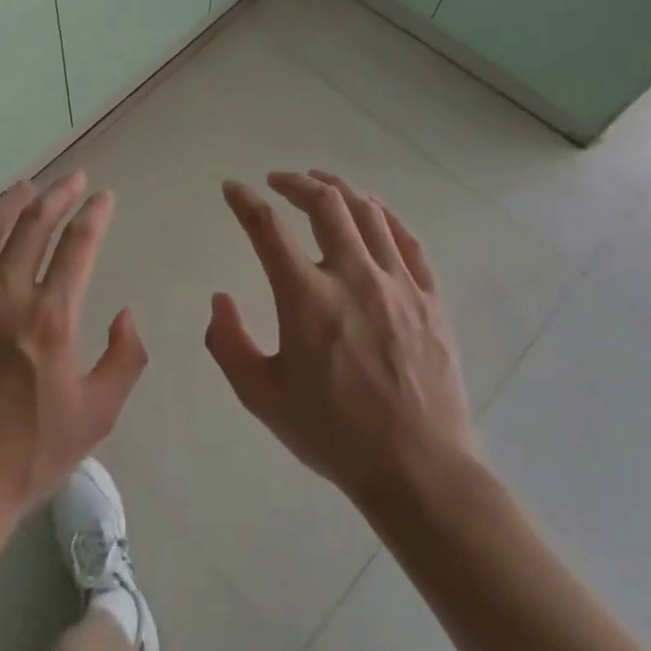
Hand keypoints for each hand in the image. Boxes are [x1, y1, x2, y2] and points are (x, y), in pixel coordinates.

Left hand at [0, 174, 147, 536]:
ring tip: (26, 187)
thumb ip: (125, 358)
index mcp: (50, 317)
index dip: (95, 215)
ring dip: (11, 202)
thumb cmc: (28, 453)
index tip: (104, 198)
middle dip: (58, 195)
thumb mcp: (97, 415)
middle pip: (34, 224)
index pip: (79, 245)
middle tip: (72, 181)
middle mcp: (5, 294)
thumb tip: (126, 314)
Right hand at [206, 170, 478, 514]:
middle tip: (278, 180)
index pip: (267, 228)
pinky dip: (386, 216)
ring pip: (368, 213)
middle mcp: (352, 276)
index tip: (232, 188)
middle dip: (296, 182)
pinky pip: (408, 241)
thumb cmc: (333, 434)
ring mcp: (398, 284)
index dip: (244, 201)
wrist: (419, 470)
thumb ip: (229, 343)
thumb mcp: (261, 396)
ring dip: (340, 189)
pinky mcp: (430, 299)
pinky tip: (373, 210)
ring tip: (321, 184)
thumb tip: (220, 299)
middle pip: (325, 204)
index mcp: (306, 297)